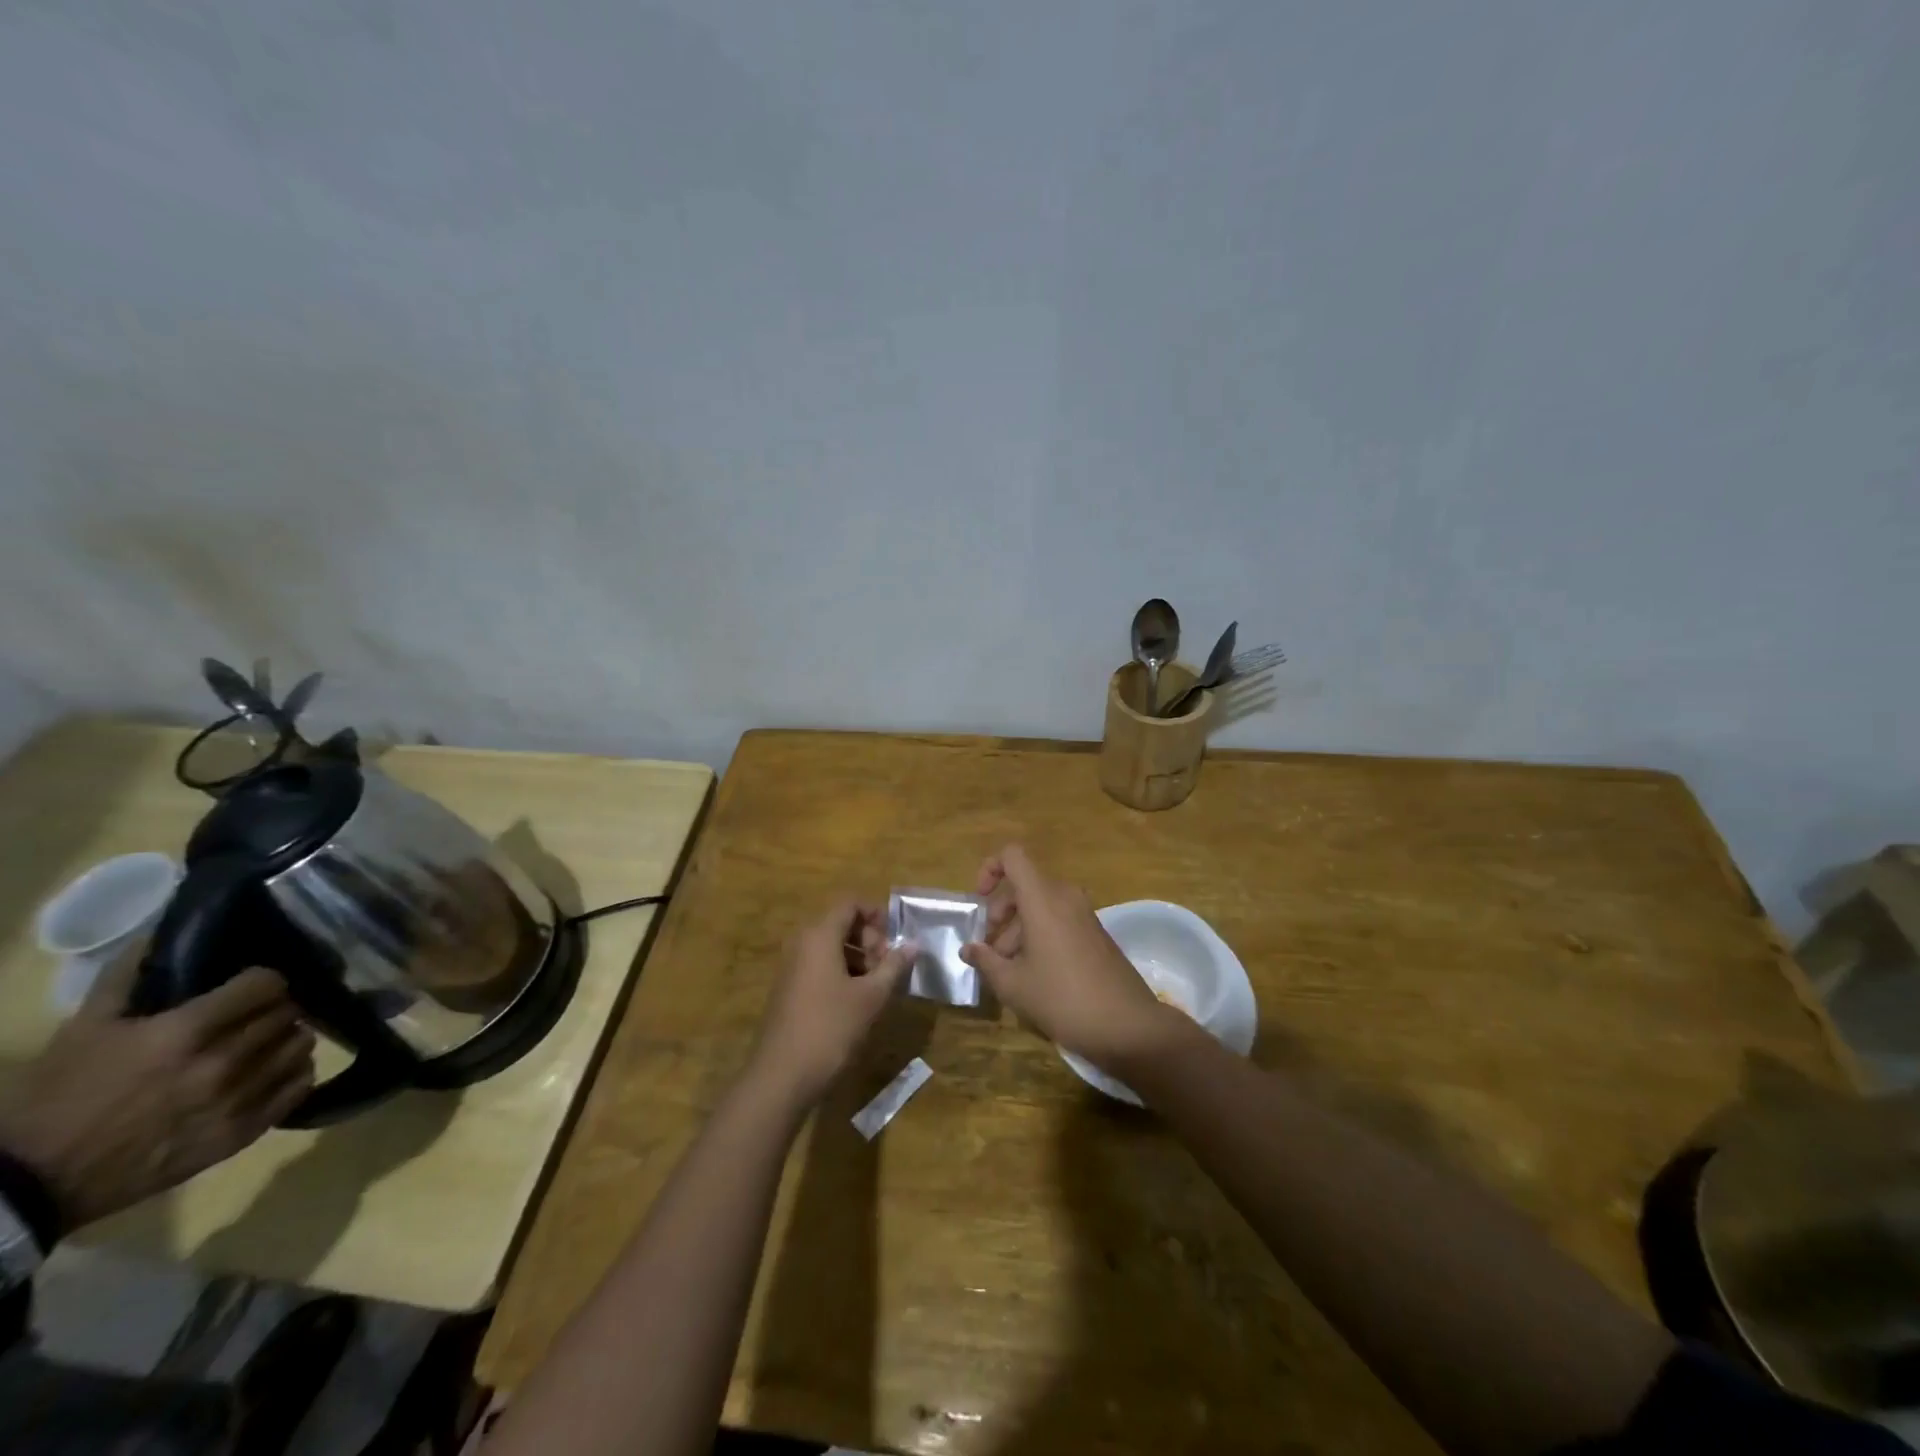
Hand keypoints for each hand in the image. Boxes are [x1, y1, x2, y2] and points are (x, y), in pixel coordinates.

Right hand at [0, 953, 314, 1231]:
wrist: (34, 1183)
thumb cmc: (56, 1098)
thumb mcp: (84, 1029)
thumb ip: (126, 976)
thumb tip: (158, 933)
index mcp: (185, 1032)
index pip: (267, 984)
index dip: (262, 980)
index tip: (251, 984)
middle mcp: (222, 1062)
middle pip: (286, 1013)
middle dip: (274, 1007)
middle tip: (256, 1013)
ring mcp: (238, 1099)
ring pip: (300, 1045)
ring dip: (287, 1037)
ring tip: (267, 1040)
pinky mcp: (244, 1133)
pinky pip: (299, 1086)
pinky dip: (293, 1072)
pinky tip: (274, 1069)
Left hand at [747, 900, 914, 1108]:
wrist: (781, 1076)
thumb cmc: (830, 1028)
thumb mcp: (871, 997)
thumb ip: (893, 966)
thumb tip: (913, 945)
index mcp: (819, 935)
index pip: (849, 904)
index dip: (875, 914)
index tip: (895, 938)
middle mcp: (801, 943)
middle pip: (840, 924)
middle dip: (868, 939)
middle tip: (888, 967)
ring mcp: (791, 967)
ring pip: (830, 947)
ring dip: (857, 958)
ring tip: (877, 987)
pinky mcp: (788, 990)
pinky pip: (818, 966)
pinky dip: (840, 973)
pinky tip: (856, 1001)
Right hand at [960, 845, 1183, 1068]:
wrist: (1128, 1025)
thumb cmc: (1062, 999)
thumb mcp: (1014, 985)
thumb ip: (986, 961)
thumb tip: (968, 949)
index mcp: (1043, 899)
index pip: (1013, 856)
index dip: (990, 869)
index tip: (979, 900)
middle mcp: (1065, 897)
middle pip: (1024, 885)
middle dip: (1001, 911)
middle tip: (991, 947)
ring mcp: (1084, 915)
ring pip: (1041, 905)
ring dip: (1019, 929)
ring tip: (1008, 969)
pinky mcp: (1096, 933)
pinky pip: (1059, 920)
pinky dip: (1041, 935)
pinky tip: (1034, 974)